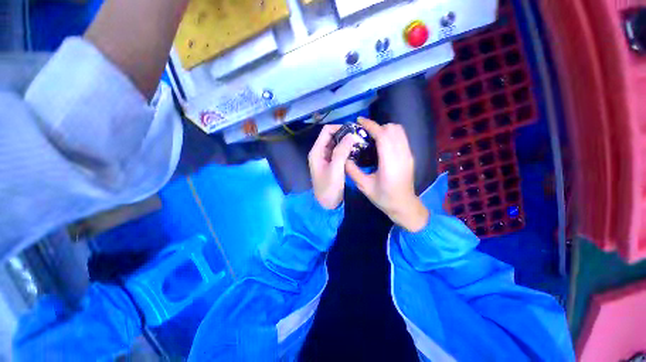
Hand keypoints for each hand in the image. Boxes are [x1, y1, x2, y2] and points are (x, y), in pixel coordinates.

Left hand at [309, 125, 361, 209]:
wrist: (327, 203)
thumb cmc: (329, 188)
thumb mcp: (335, 169)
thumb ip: (341, 152)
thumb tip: (350, 135)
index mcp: (317, 151)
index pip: (326, 131)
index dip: (339, 128)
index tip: (353, 130)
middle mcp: (320, 152)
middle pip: (332, 136)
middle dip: (344, 135)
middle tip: (359, 136)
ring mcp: (326, 158)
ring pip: (336, 144)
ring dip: (346, 142)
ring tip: (360, 142)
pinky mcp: (332, 163)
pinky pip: (339, 152)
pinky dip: (346, 149)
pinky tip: (356, 150)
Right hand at [345, 118, 428, 231]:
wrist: (404, 205)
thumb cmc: (383, 197)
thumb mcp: (364, 186)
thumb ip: (352, 170)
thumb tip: (343, 157)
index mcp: (390, 162)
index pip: (382, 135)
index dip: (371, 125)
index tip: (359, 121)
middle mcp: (402, 155)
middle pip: (392, 129)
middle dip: (377, 126)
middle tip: (364, 132)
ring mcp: (408, 154)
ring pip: (399, 131)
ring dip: (385, 129)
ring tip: (373, 136)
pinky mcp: (410, 156)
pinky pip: (402, 137)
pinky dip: (391, 134)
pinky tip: (382, 143)